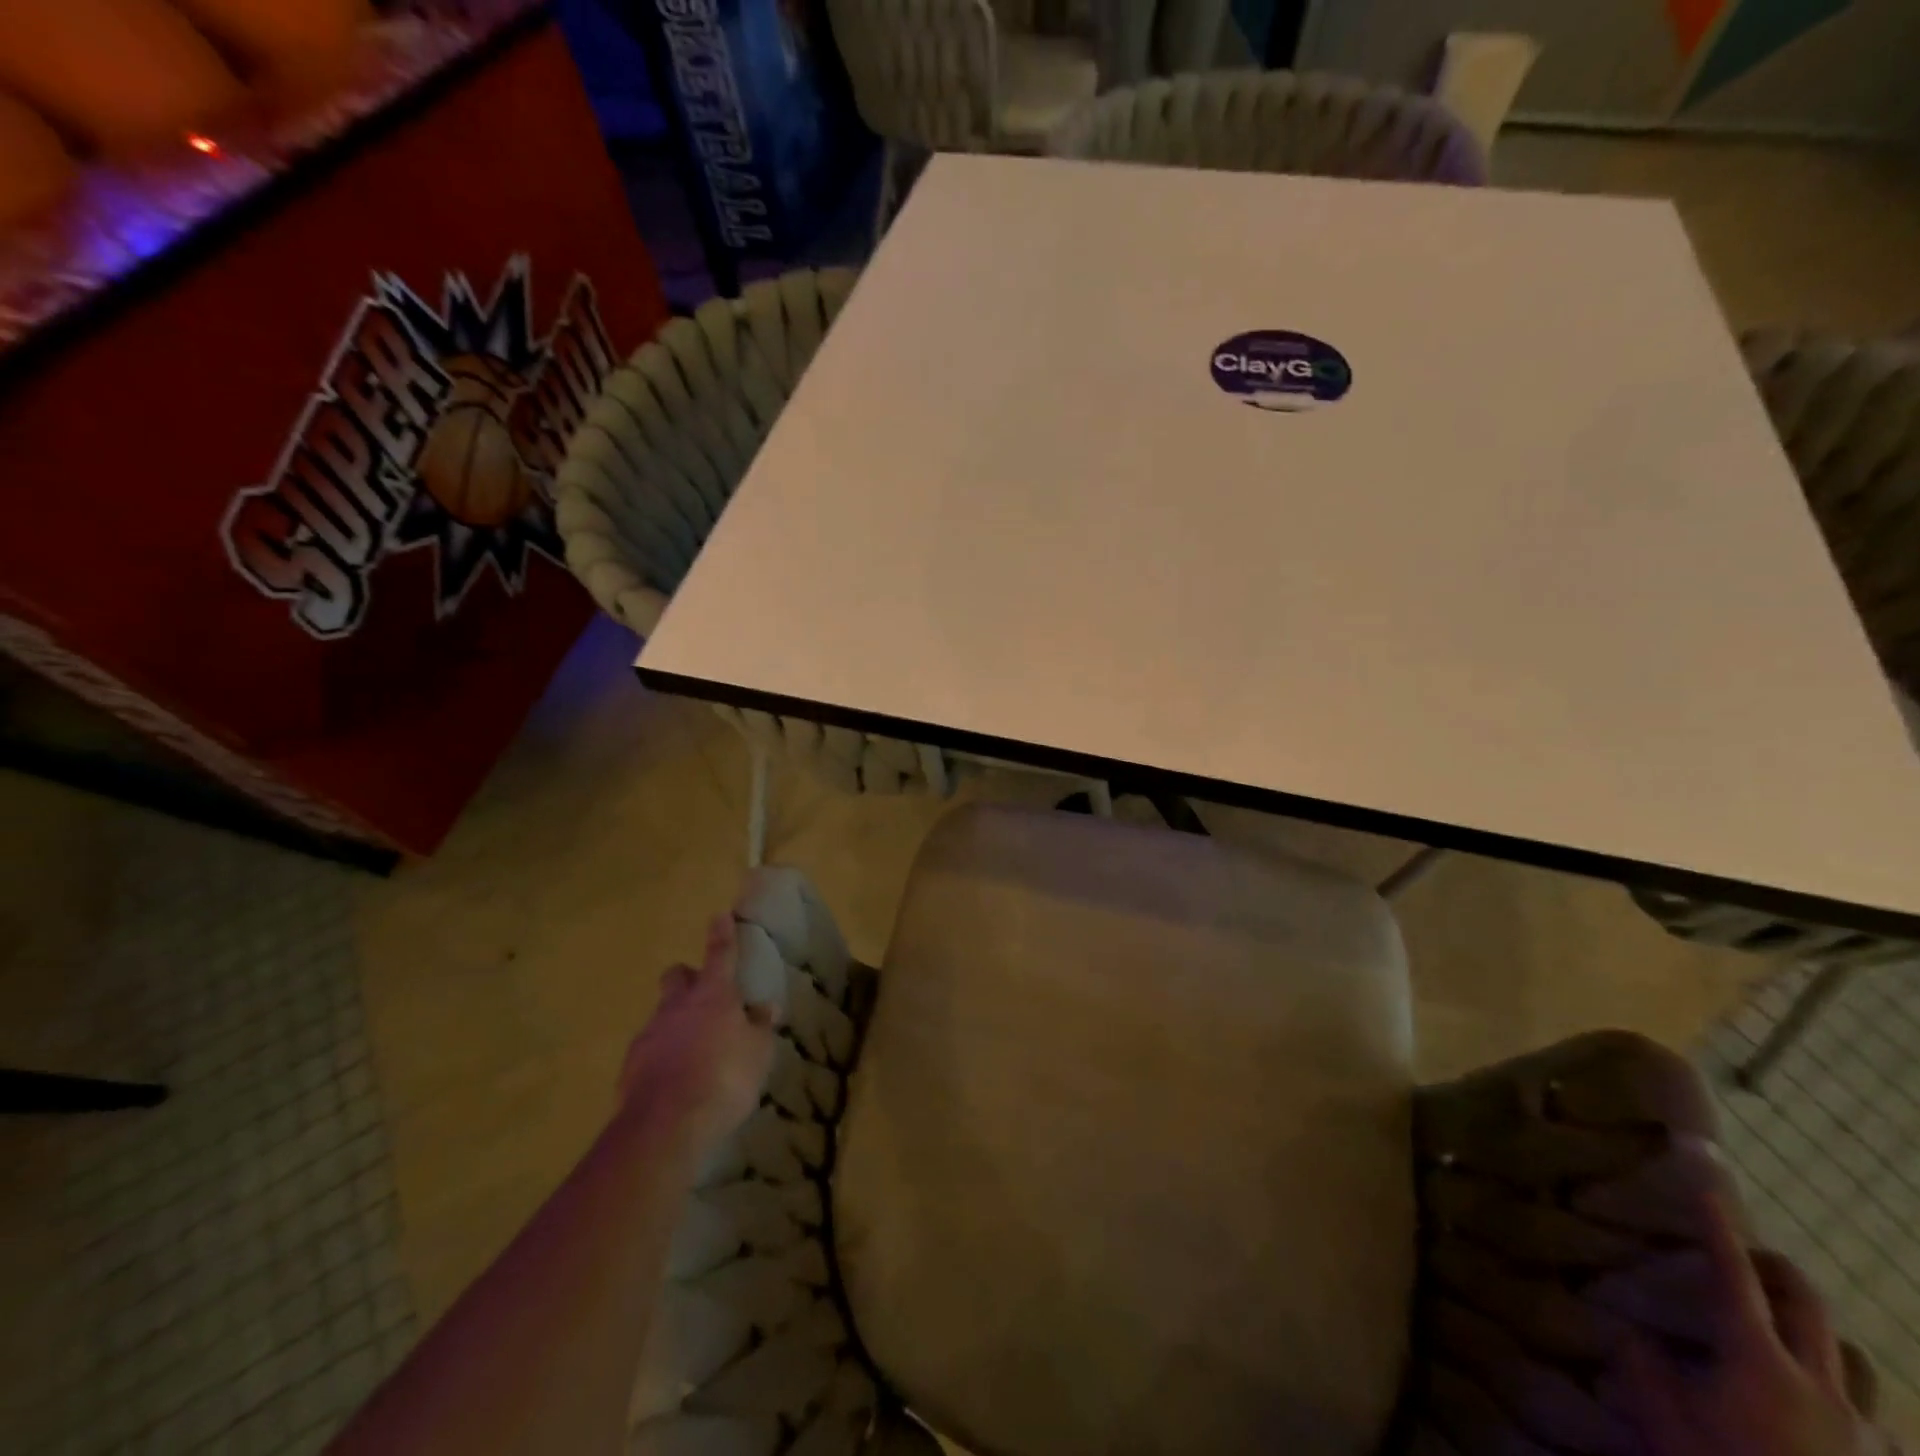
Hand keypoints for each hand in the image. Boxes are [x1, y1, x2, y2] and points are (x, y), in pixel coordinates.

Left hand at [617, 914, 776, 1158]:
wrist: (665, 1125)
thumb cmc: (724, 1078)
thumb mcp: (757, 1054)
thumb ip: (759, 1028)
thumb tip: (764, 1008)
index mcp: (713, 995)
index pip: (720, 954)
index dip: (721, 934)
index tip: (719, 915)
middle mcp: (677, 1005)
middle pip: (677, 976)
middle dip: (688, 978)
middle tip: (704, 995)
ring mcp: (649, 1034)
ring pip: (662, 1014)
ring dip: (676, 1023)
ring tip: (694, 1051)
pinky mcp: (630, 1066)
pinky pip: (650, 1050)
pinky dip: (662, 1057)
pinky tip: (674, 1080)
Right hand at [1621, 1193, 1874, 1455]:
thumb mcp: (1660, 1419)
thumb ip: (1642, 1367)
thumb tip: (1635, 1336)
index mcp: (1757, 1360)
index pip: (1732, 1278)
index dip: (1717, 1231)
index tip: (1706, 1193)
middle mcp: (1818, 1384)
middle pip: (1809, 1308)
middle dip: (1779, 1270)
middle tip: (1753, 1255)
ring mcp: (1864, 1433)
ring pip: (1854, 1360)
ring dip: (1822, 1332)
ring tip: (1798, 1330)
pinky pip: (1880, 1421)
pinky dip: (1851, 1397)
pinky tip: (1836, 1412)